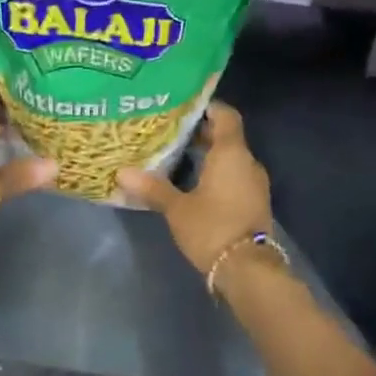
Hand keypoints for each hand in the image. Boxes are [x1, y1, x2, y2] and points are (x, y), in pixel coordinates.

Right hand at [118, 103, 271, 274]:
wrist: (247, 269)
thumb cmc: (212, 228)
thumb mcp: (177, 209)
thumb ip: (152, 188)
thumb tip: (122, 173)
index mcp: (231, 153)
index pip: (225, 116)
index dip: (207, 108)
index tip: (183, 107)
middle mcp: (247, 163)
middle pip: (226, 138)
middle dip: (200, 134)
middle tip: (169, 133)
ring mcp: (253, 184)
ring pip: (229, 160)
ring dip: (207, 157)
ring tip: (175, 157)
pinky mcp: (252, 204)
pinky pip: (233, 178)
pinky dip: (214, 175)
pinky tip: (191, 184)